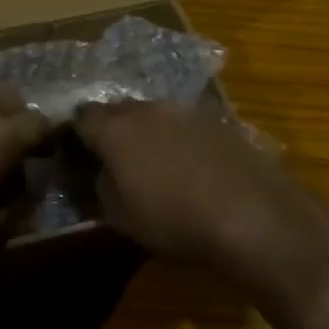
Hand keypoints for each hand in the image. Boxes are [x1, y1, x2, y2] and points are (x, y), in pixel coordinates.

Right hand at [75, 102, 328, 295]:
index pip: (81, 118)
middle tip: (111, 159)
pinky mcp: (219, 121)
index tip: (74, 155)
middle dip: (109, 129)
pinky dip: (178, 140)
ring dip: (146, 133)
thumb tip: (96, 174)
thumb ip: (98, 188)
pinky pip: (184, 125)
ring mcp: (186, 111)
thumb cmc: (174, 220)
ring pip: (153, 115)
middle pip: (117, 110)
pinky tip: (188, 168)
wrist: (255, 216)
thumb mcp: (120, 217)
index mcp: (115, 128)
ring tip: (152, 164)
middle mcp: (147, 109)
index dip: (74, 135)